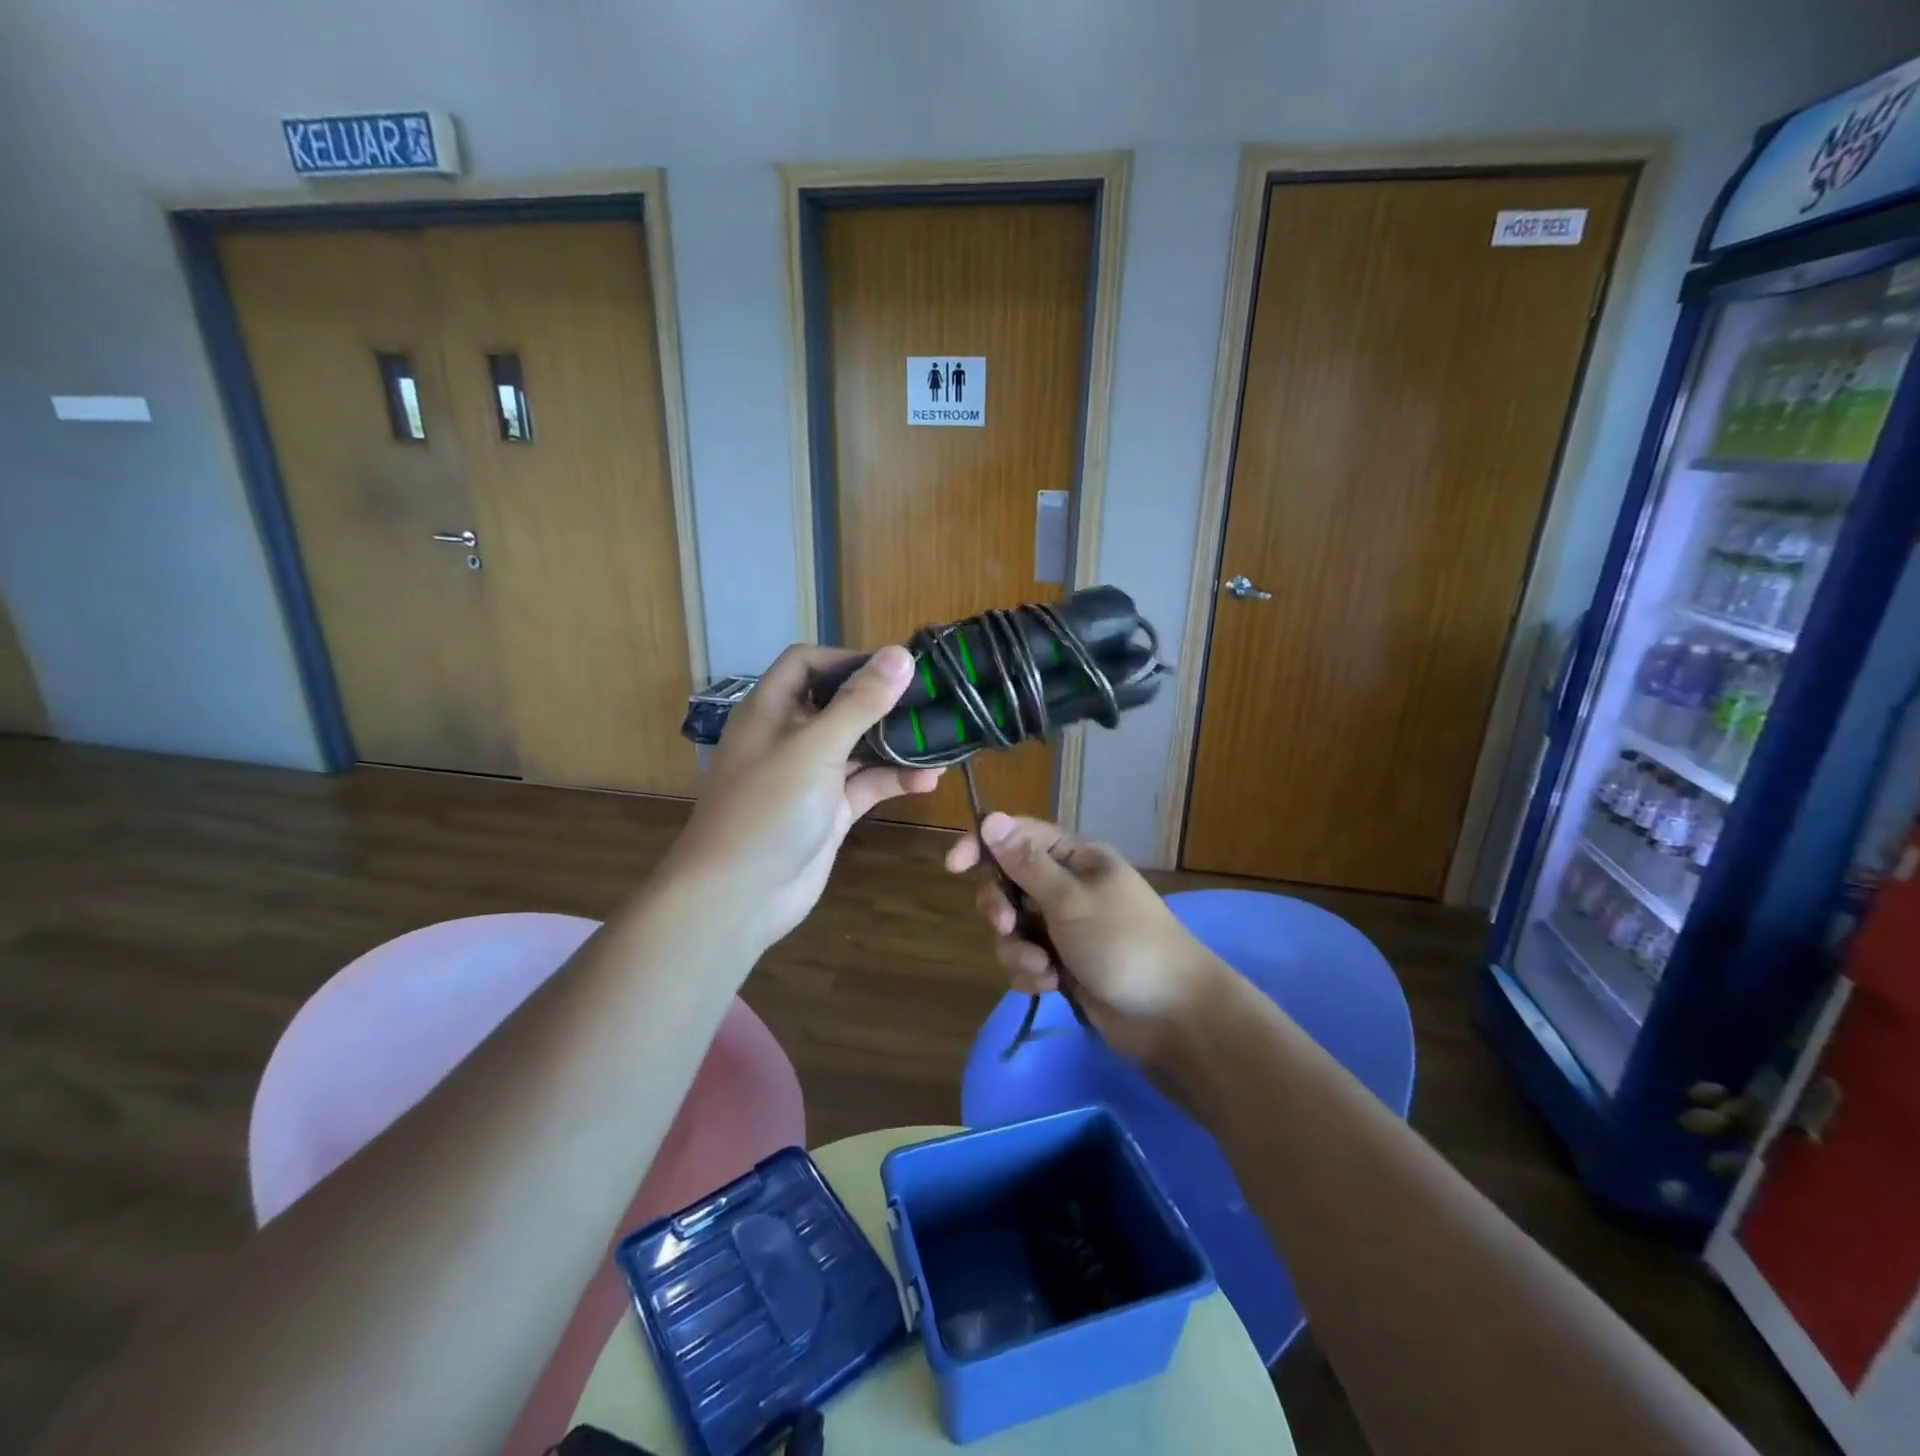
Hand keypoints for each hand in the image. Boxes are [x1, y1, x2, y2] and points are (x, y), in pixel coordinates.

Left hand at [667, 645, 941, 951]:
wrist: (740, 896)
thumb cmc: (768, 809)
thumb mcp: (815, 748)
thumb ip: (859, 703)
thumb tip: (900, 654)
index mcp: (771, 709)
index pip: (807, 663)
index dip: (847, 659)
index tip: (895, 669)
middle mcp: (790, 736)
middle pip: (839, 704)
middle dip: (883, 702)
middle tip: (932, 701)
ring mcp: (811, 776)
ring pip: (859, 746)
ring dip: (895, 744)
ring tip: (941, 740)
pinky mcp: (830, 810)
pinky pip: (866, 784)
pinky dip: (894, 779)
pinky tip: (929, 780)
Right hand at [944, 813, 1229, 1068]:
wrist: (1171, 1016)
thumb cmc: (1124, 943)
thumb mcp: (1070, 900)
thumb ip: (1026, 863)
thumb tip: (990, 818)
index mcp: (1076, 858)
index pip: (1019, 836)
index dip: (984, 846)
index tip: (954, 866)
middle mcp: (1068, 886)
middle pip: (1009, 883)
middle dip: (1001, 909)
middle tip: (1007, 926)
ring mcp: (1065, 927)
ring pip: (1013, 928)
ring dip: (1018, 951)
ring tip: (1044, 970)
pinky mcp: (1063, 964)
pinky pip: (1026, 959)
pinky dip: (1031, 974)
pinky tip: (1050, 987)